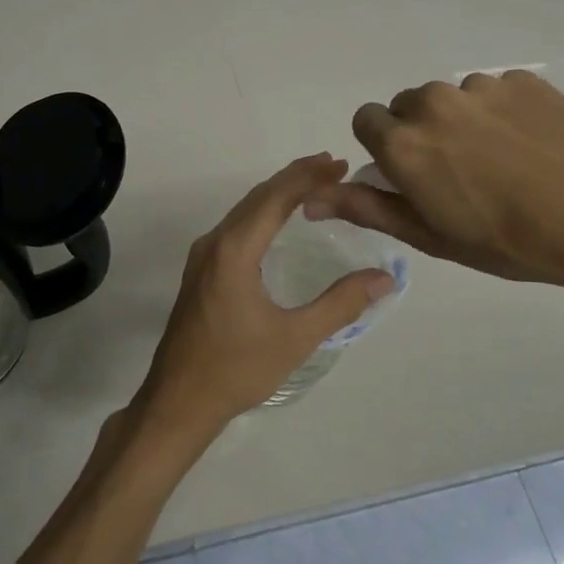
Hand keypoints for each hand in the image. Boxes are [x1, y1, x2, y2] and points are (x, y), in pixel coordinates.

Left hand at [133, 154, 393, 443]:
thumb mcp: (296, 337)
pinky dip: (261, 214)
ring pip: (243, 211)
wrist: (179, 400)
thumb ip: (341, 303)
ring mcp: (202, 257)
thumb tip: (385, 277)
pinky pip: (234, 228)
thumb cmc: (237, 369)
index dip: (308, 176)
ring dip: (276, 194)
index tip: (340, 163)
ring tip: (312, 185)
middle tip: (333, 166)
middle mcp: (214, 243)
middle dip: (295, 178)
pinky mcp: (199, 272)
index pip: (275, 198)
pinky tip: (277, 222)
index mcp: (234, 251)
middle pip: (257, 197)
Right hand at [303, 71, 563, 296]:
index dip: (383, 148)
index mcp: (403, 143)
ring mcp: (481, 87)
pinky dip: (500, 112)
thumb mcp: (431, 235)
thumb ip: (368, 208)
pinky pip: (493, 90)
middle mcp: (433, 103)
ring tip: (502, 160)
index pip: (365, 120)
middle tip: (457, 173)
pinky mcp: (523, 79)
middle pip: (407, 106)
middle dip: (419, 132)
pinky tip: (531, 146)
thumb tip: (311, 200)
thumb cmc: (510, 241)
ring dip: (461, 121)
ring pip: (450, 97)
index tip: (411, 175)